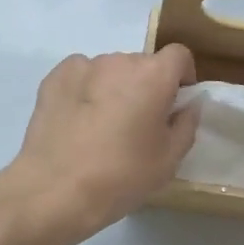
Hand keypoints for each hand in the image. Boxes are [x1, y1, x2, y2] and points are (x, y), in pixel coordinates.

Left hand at [0, 46, 200, 244]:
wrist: (55, 189)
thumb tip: (189, 104)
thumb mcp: (169, 159)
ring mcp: (83, 65)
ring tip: (102, 126)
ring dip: (114, 88)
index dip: (182, 76)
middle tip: (138, 123)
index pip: (179, 55)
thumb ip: (186, 123)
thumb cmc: (121, 176)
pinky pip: (81, 76)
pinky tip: (78, 121)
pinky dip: (85, 90)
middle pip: (142, 64)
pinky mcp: (54, 77)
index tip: (175, 102)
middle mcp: (119, 60)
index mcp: (153, 75)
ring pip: (110, 70)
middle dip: (146, 86)